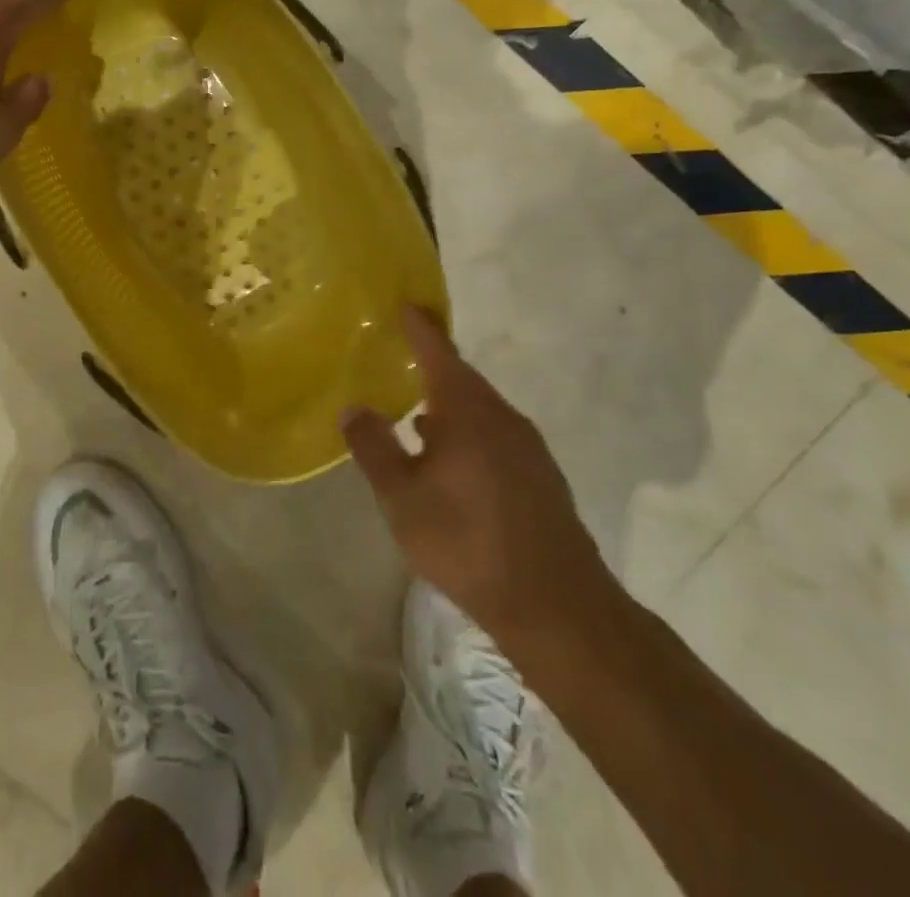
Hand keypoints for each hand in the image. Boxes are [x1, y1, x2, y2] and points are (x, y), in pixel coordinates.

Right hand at [342, 307, 616, 650]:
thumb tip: (353, 408)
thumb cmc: (467, 541)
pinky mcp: (540, 478)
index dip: (420, 328)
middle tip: (402, 358)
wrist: (557, 605)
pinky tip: (450, 460)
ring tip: (416, 413)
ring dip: (449, 406)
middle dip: (433, 367)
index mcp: (468, 411)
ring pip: (480, 411)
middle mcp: (502, 417)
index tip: (406, 304)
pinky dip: (468, 433)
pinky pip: (496, 436)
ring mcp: (528, 448)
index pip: (439, 353)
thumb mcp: (403, 498)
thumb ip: (374, 448)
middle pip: (463, 380)